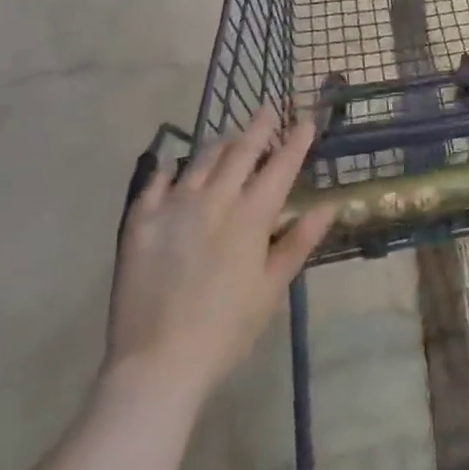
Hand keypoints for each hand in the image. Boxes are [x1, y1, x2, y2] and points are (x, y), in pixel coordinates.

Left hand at [104, 109, 334, 403]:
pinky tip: (173, 166)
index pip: (280, 166)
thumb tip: (328, 206)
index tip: (306, 119)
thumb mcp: (272, 288)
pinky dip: (169, 170)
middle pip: (241, 151)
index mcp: (251, 216)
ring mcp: (174, 206)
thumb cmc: (227, 330)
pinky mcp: (140, 221)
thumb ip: (299, 242)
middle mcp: (214, 199)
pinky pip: (156, 183)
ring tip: (230, 137)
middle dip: (259, 126)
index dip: (296, 141)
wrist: (158, 362)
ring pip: (201, 160)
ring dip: (220, 144)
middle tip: (269, 107)